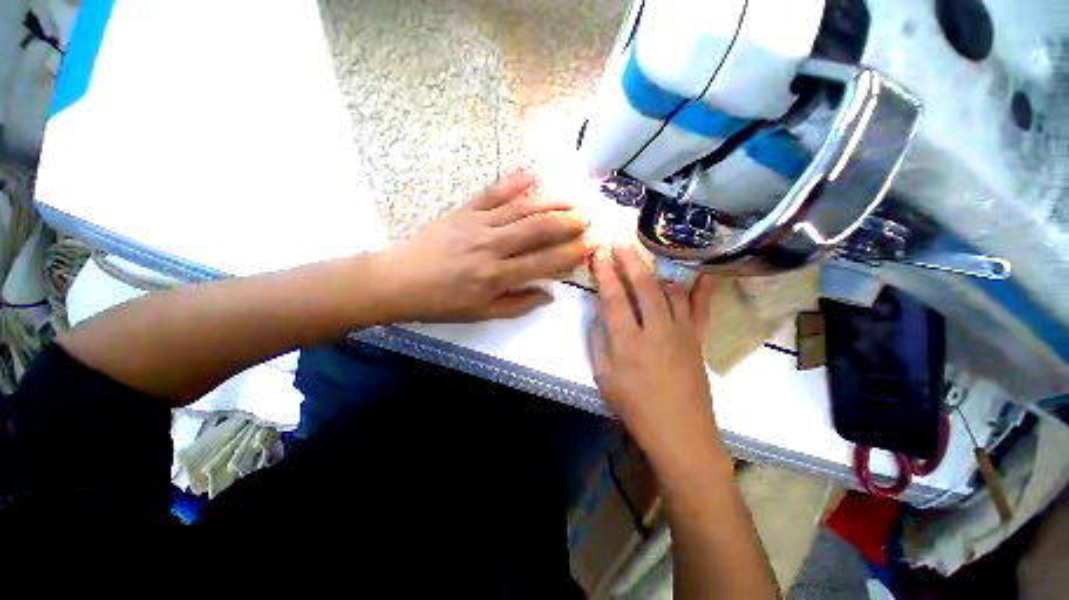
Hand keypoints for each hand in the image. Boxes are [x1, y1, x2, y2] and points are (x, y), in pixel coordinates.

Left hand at [375, 171, 590, 322]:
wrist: (400, 280)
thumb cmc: (442, 302)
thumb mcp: (482, 313)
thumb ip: (518, 304)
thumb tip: (550, 295)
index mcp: (497, 276)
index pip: (543, 262)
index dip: (570, 254)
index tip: (589, 245)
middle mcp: (492, 246)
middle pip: (537, 229)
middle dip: (567, 223)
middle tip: (587, 218)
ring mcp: (477, 224)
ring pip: (521, 208)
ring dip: (550, 201)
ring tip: (572, 198)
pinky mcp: (463, 210)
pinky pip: (492, 193)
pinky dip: (514, 182)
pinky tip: (533, 174)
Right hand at [590, 242, 719, 467]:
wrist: (681, 433)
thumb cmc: (635, 409)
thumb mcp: (604, 378)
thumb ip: (599, 342)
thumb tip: (601, 314)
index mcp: (628, 344)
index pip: (613, 299)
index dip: (604, 274)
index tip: (598, 254)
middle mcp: (656, 331)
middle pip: (642, 287)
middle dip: (629, 260)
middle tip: (619, 240)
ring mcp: (681, 332)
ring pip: (670, 290)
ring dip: (655, 268)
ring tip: (646, 252)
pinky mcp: (697, 338)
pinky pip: (701, 307)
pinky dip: (702, 286)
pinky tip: (702, 270)